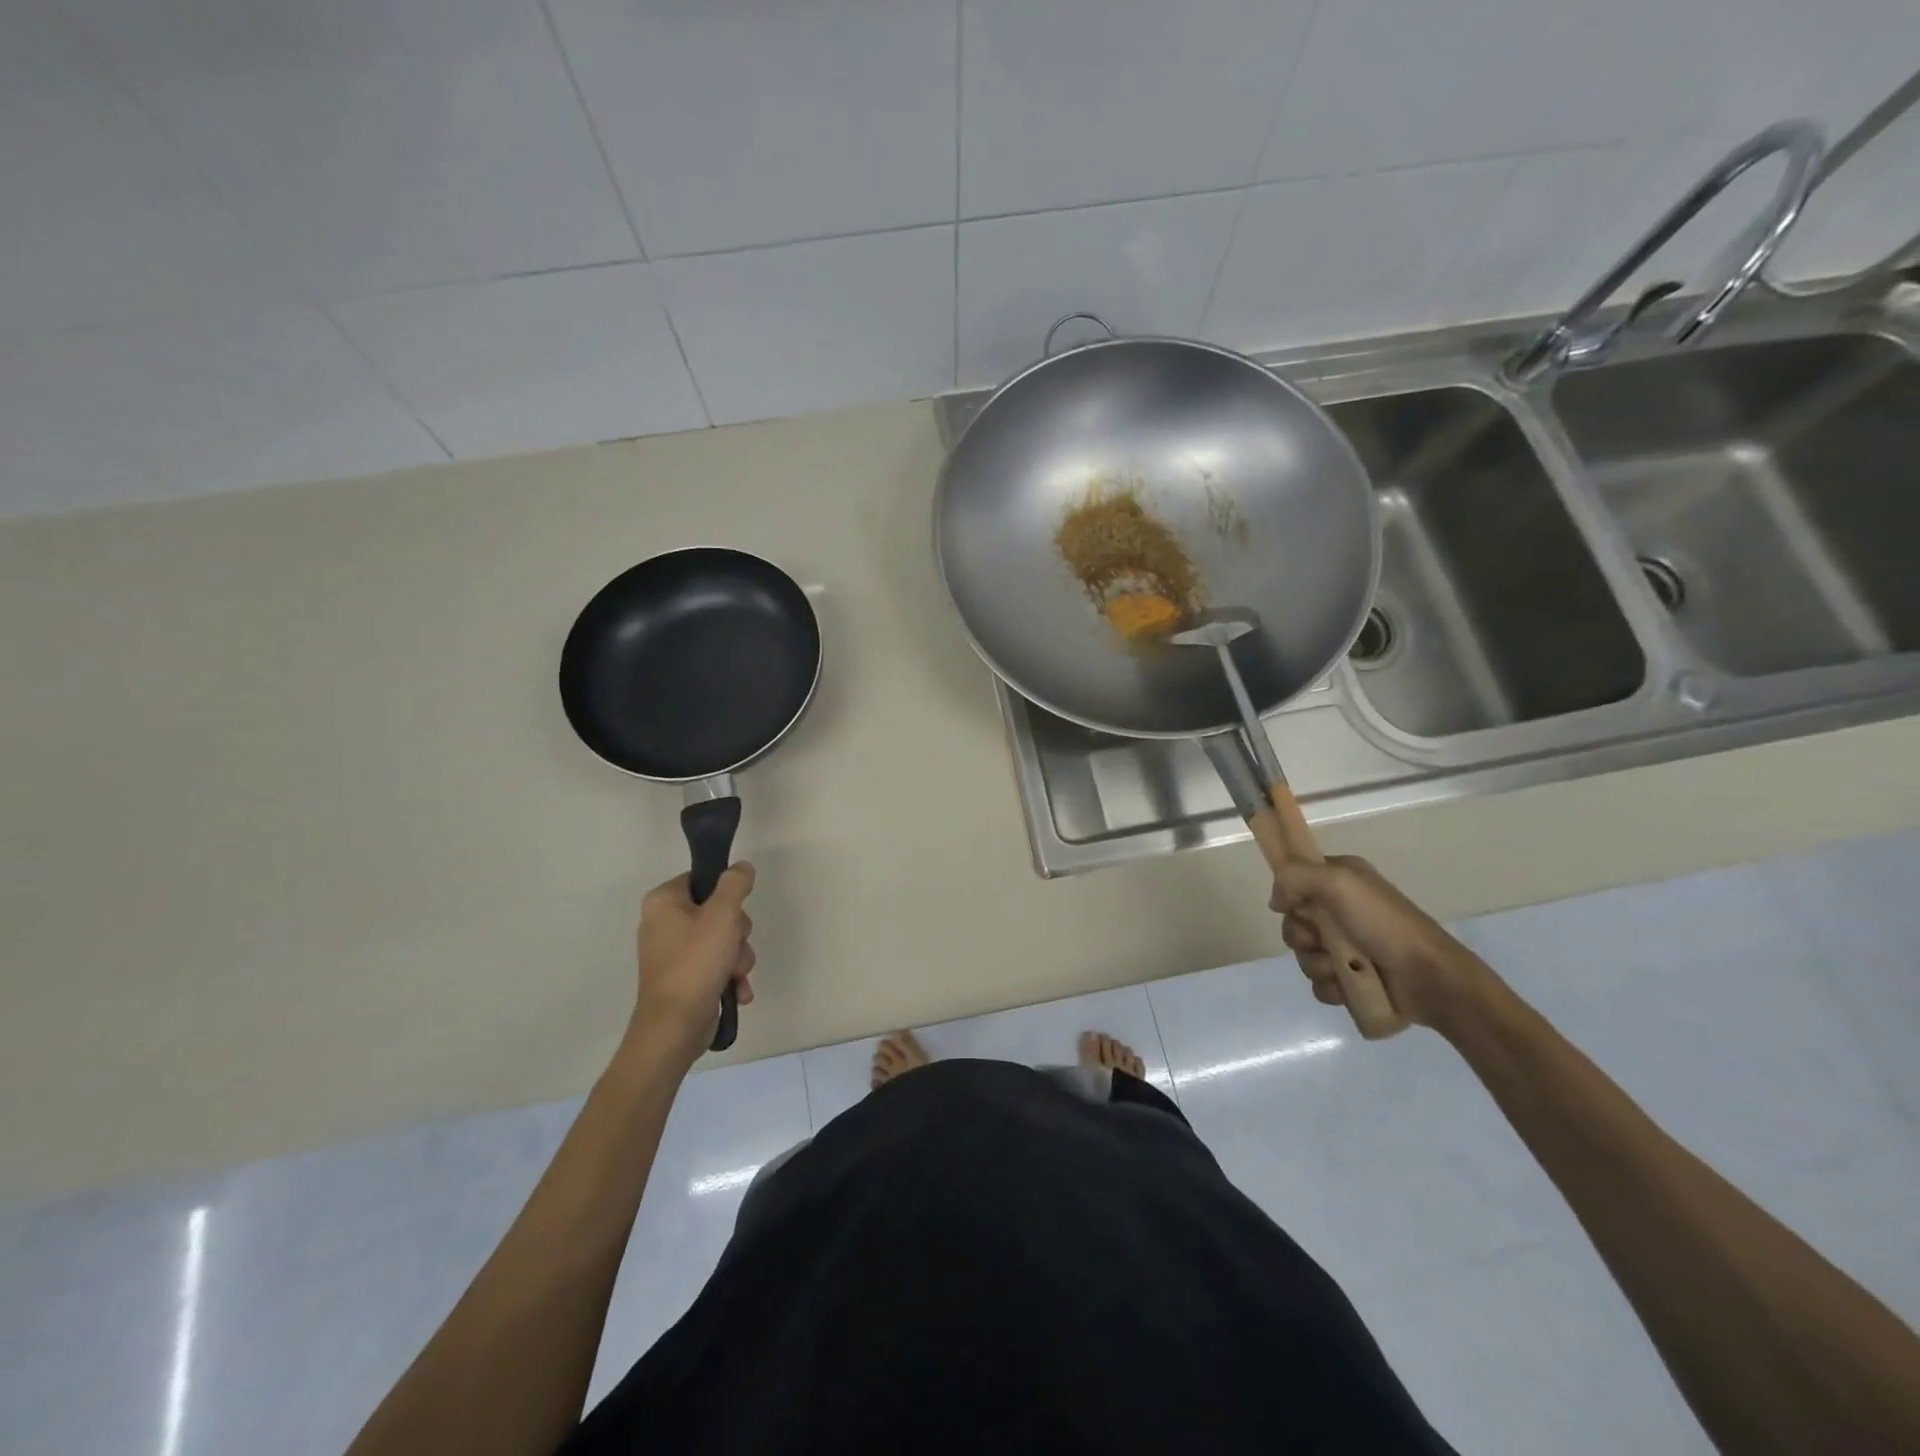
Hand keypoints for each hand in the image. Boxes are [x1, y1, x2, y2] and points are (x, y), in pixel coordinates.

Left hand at [626, 863, 756, 1066]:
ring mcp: (674, 953)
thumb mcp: (723, 914)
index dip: (726, 894)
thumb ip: (735, 884)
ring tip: (734, 974)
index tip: (735, 911)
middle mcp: (664, 923)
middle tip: (733, 946)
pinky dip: (729, 976)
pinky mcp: (684, 977)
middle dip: (737, 933)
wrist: (675, 1026)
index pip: (703, 879)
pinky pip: (716, 964)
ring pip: (723, 940)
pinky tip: (736, 991)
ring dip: (738, 957)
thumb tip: (741, 867)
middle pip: (719, 911)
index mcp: (663, 902)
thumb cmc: (695, 962)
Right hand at [1269, 855, 1495, 1032]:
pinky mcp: (1352, 979)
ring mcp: (1347, 947)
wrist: (1428, 977)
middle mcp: (1342, 910)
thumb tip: (1276, 901)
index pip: (1296, 883)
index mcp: (1341, 881)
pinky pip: (1319, 983)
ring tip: (1341, 969)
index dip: (1291, 898)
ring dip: (1316, 965)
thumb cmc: (1383, 923)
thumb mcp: (1338, 882)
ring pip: (1304, 955)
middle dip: (1301, 937)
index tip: (1297, 908)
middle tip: (1320, 941)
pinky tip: (1347, 987)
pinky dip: (1330, 987)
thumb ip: (1295, 877)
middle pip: (1295, 923)